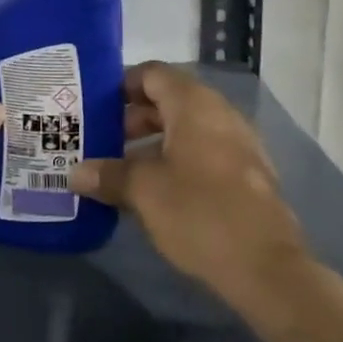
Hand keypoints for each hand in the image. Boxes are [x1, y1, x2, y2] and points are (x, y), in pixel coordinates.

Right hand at [72, 62, 308, 307]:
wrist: (267, 268)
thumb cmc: (199, 212)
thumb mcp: (143, 192)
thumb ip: (108, 175)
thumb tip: (74, 174)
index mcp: (193, 103)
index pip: (152, 73)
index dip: (122, 85)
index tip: (96, 107)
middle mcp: (220, 112)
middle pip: (170, 99)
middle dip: (135, 117)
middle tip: (104, 141)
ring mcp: (239, 143)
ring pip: (188, 128)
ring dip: (155, 142)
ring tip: (125, 169)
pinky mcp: (248, 174)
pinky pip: (205, 151)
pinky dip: (179, 159)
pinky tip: (158, 192)